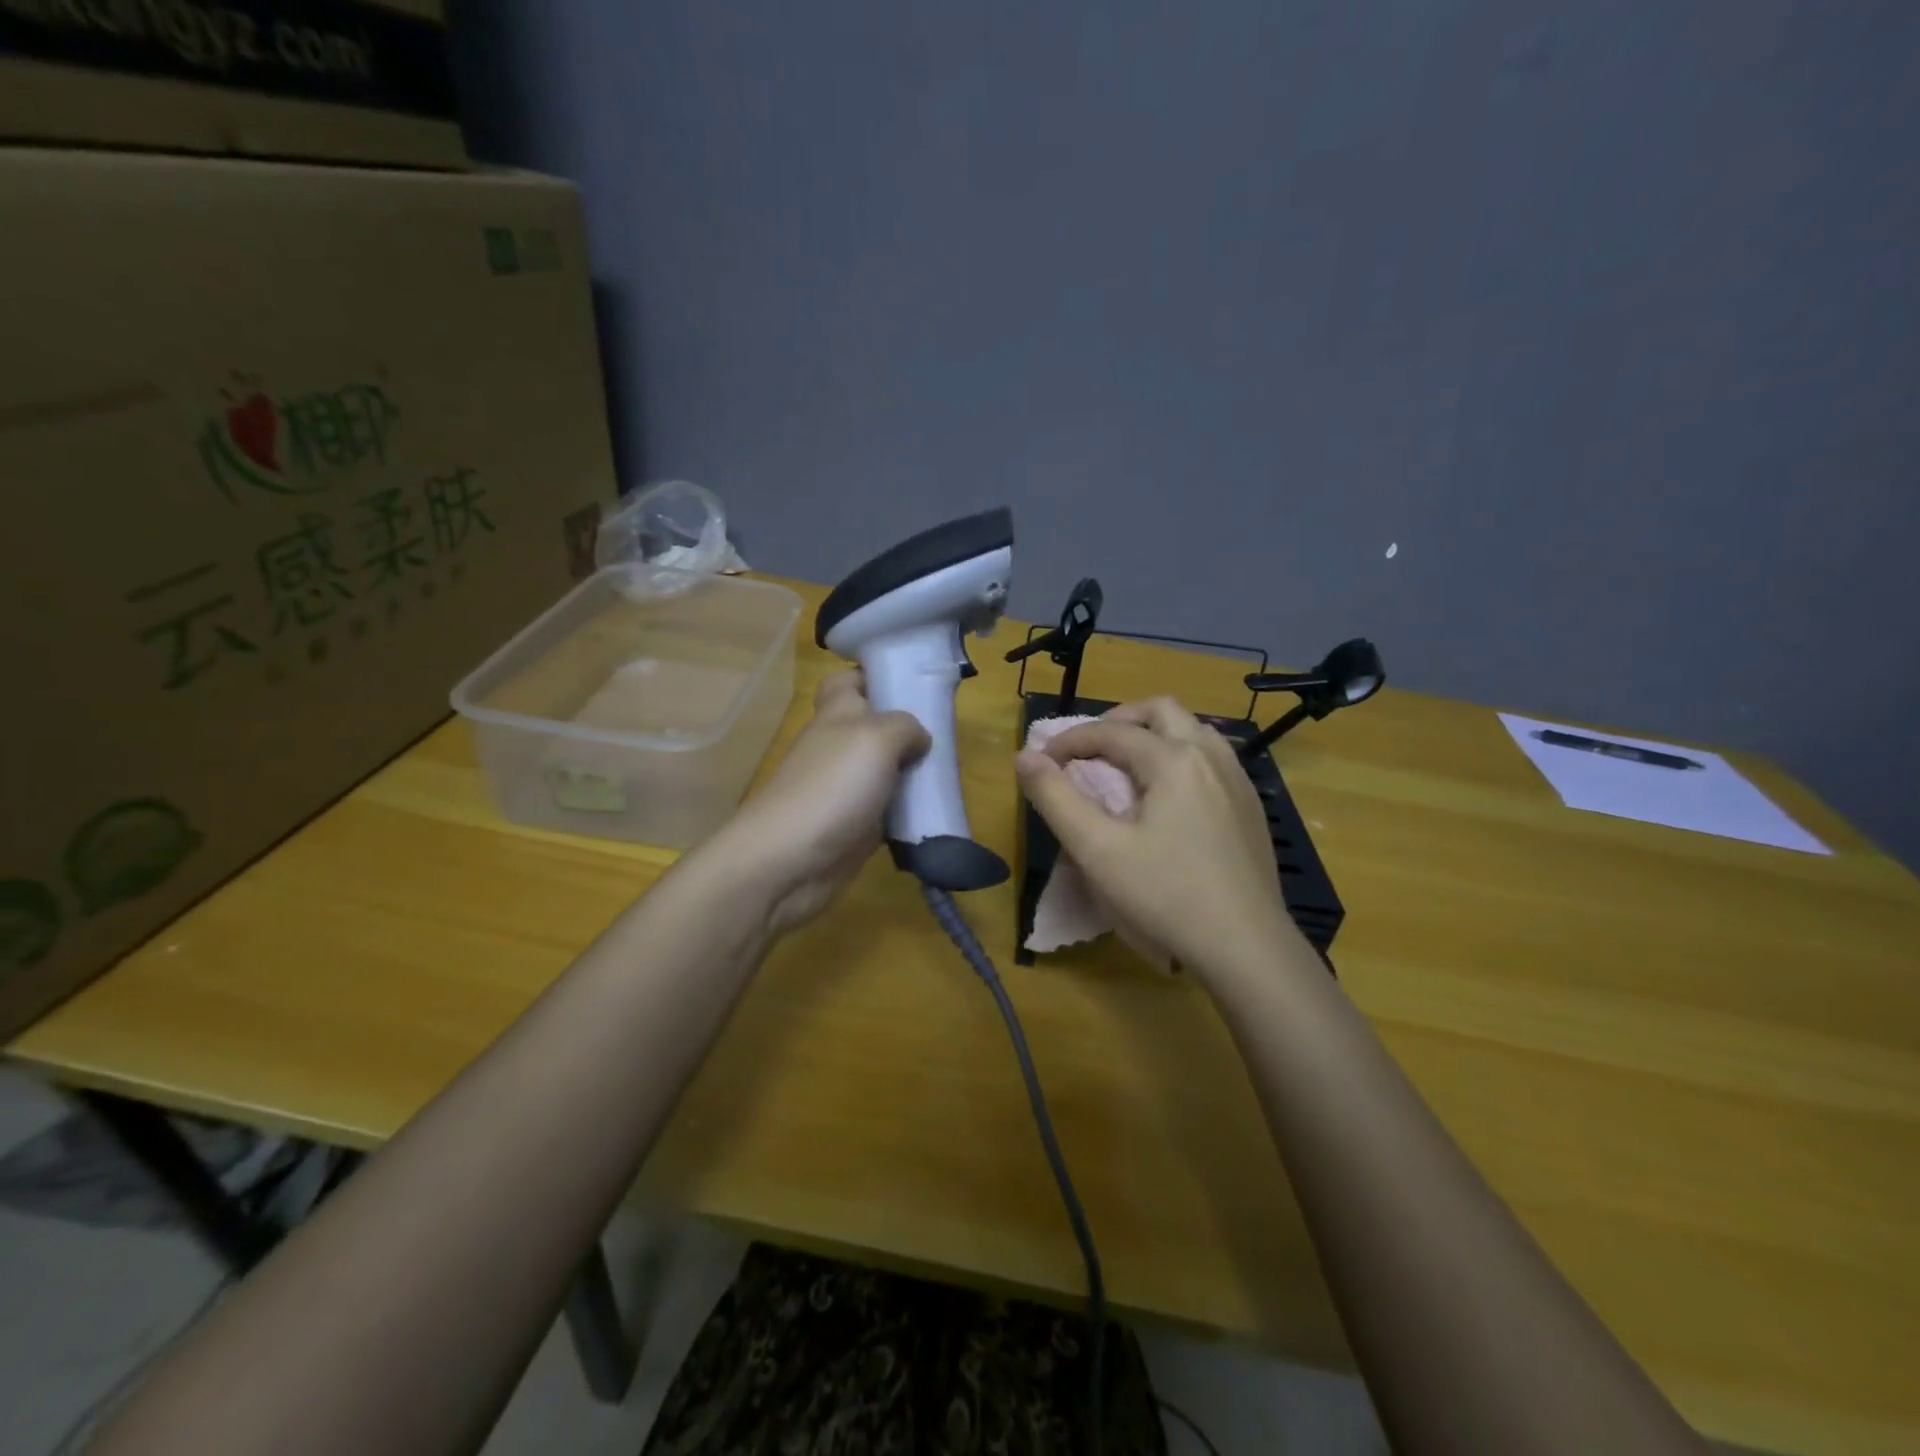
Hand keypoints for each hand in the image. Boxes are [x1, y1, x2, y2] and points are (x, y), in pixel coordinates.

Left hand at [706, 670, 928, 935]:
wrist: (789, 861)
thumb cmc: (831, 786)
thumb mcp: (876, 738)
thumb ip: (905, 727)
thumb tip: (918, 740)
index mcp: (838, 715)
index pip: (848, 681)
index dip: (874, 675)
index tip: (911, 683)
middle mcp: (840, 747)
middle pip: (876, 727)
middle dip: (909, 728)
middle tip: (948, 732)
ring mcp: (847, 789)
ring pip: (887, 771)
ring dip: (915, 773)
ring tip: (953, 773)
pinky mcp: (856, 826)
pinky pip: (890, 811)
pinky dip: (910, 813)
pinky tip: (936, 813)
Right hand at [1015, 697, 1305, 983]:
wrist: (1247, 947)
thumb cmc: (1166, 896)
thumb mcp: (1098, 850)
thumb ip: (1056, 799)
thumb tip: (1025, 757)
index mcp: (1174, 760)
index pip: (1111, 732)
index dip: (1069, 741)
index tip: (1042, 763)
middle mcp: (1211, 756)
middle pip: (1161, 711)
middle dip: (1118, 721)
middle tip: (1090, 750)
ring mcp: (1238, 780)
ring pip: (1194, 729)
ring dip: (1154, 734)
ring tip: (1128, 766)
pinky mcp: (1251, 806)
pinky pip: (1214, 757)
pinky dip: (1181, 756)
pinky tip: (1170, 796)